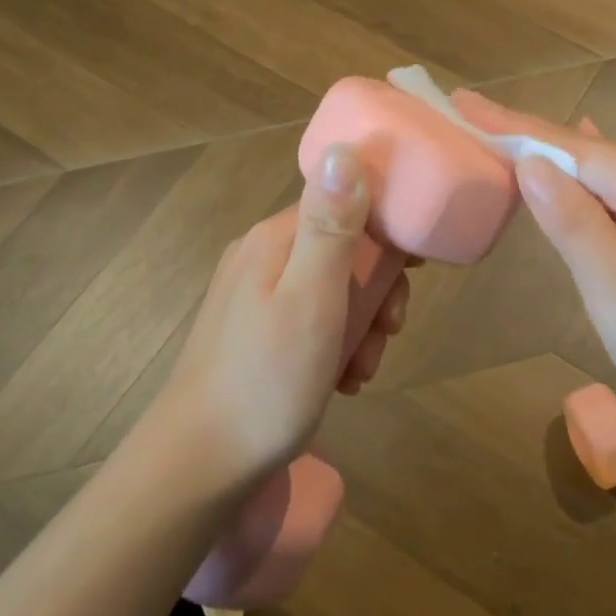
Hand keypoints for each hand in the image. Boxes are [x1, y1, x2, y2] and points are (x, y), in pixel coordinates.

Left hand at [149, 144, 409, 483]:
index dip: (388, 228)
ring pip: (332, 288)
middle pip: (343, 247)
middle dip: (377, 288)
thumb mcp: (312, 299)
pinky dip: (336, 344)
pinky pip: (312, 319)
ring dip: (361, 324)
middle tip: (389, 330)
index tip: (416, 267)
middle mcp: (262, 255)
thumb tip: (347, 148)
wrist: (199, 466)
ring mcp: (254, 295)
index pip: (346, 201)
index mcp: (276, 238)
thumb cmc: (267, 380)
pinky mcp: (254, 332)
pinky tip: (341, 380)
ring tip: (362, 369)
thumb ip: (332, 226)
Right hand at [452, 91, 615, 441]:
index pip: (574, 149)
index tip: (464, 102)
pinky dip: (591, 185)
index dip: (514, 128)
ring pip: (611, 175)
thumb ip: (574, 224)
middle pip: (592, 155)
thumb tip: (531, 163)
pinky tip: (580, 158)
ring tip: (505, 138)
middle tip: (472, 118)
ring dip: (559, 163)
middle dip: (531, 141)